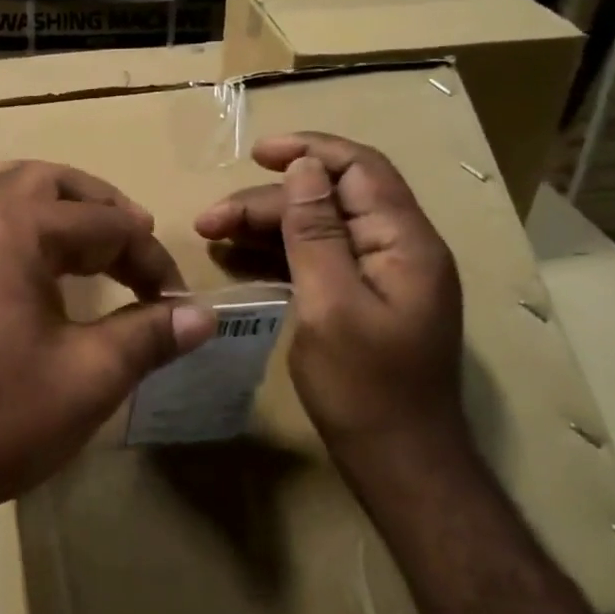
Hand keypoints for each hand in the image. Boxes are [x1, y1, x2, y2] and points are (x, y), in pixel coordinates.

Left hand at [0, 161, 214, 542]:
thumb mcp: (85, 380)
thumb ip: (149, 337)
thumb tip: (202, 315)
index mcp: (9, 225)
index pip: (102, 223)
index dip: (150, 257)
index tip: (176, 299)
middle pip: (43, 182)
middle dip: (96, 207)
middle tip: (131, 241)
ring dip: (45, 212)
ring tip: (79, 250)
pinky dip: (2, 234)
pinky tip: (9, 277)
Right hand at [194, 132, 464, 461]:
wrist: (400, 462)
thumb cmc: (364, 388)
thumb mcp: (331, 305)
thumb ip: (317, 233)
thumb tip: (305, 168)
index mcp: (404, 242)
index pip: (360, 169)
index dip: (309, 151)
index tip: (256, 153)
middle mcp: (399, 248)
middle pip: (331, 199)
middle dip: (270, 202)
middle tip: (210, 220)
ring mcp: (382, 275)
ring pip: (320, 229)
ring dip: (268, 226)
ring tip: (212, 235)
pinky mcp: (363, 299)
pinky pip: (318, 260)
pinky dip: (280, 255)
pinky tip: (238, 258)